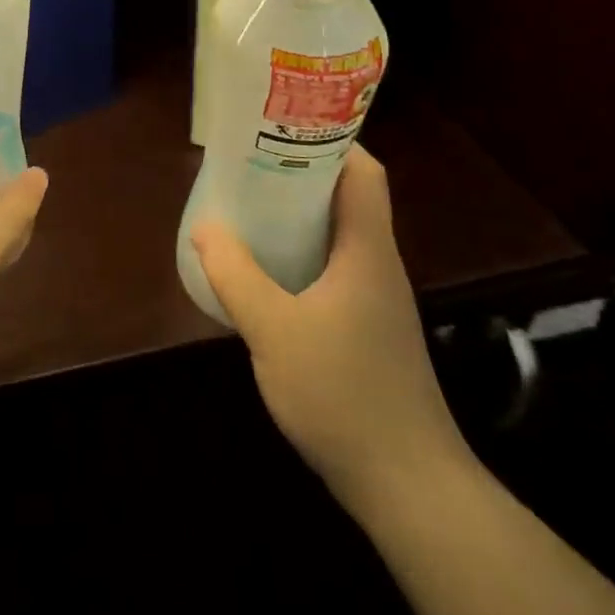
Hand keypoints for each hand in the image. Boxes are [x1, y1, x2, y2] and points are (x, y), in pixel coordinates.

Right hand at [192, 145, 468, 506]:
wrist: (408, 488)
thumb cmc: (345, 395)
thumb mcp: (274, 330)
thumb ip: (236, 275)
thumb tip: (205, 227)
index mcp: (367, 249)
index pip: (364, 172)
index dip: (330, 140)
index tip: (282, 127)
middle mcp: (377, 263)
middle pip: (346, 197)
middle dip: (300, 173)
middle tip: (250, 163)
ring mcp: (376, 299)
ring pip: (337, 235)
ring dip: (298, 215)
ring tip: (249, 207)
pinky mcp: (368, 329)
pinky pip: (332, 268)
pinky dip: (301, 253)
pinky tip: (266, 271)